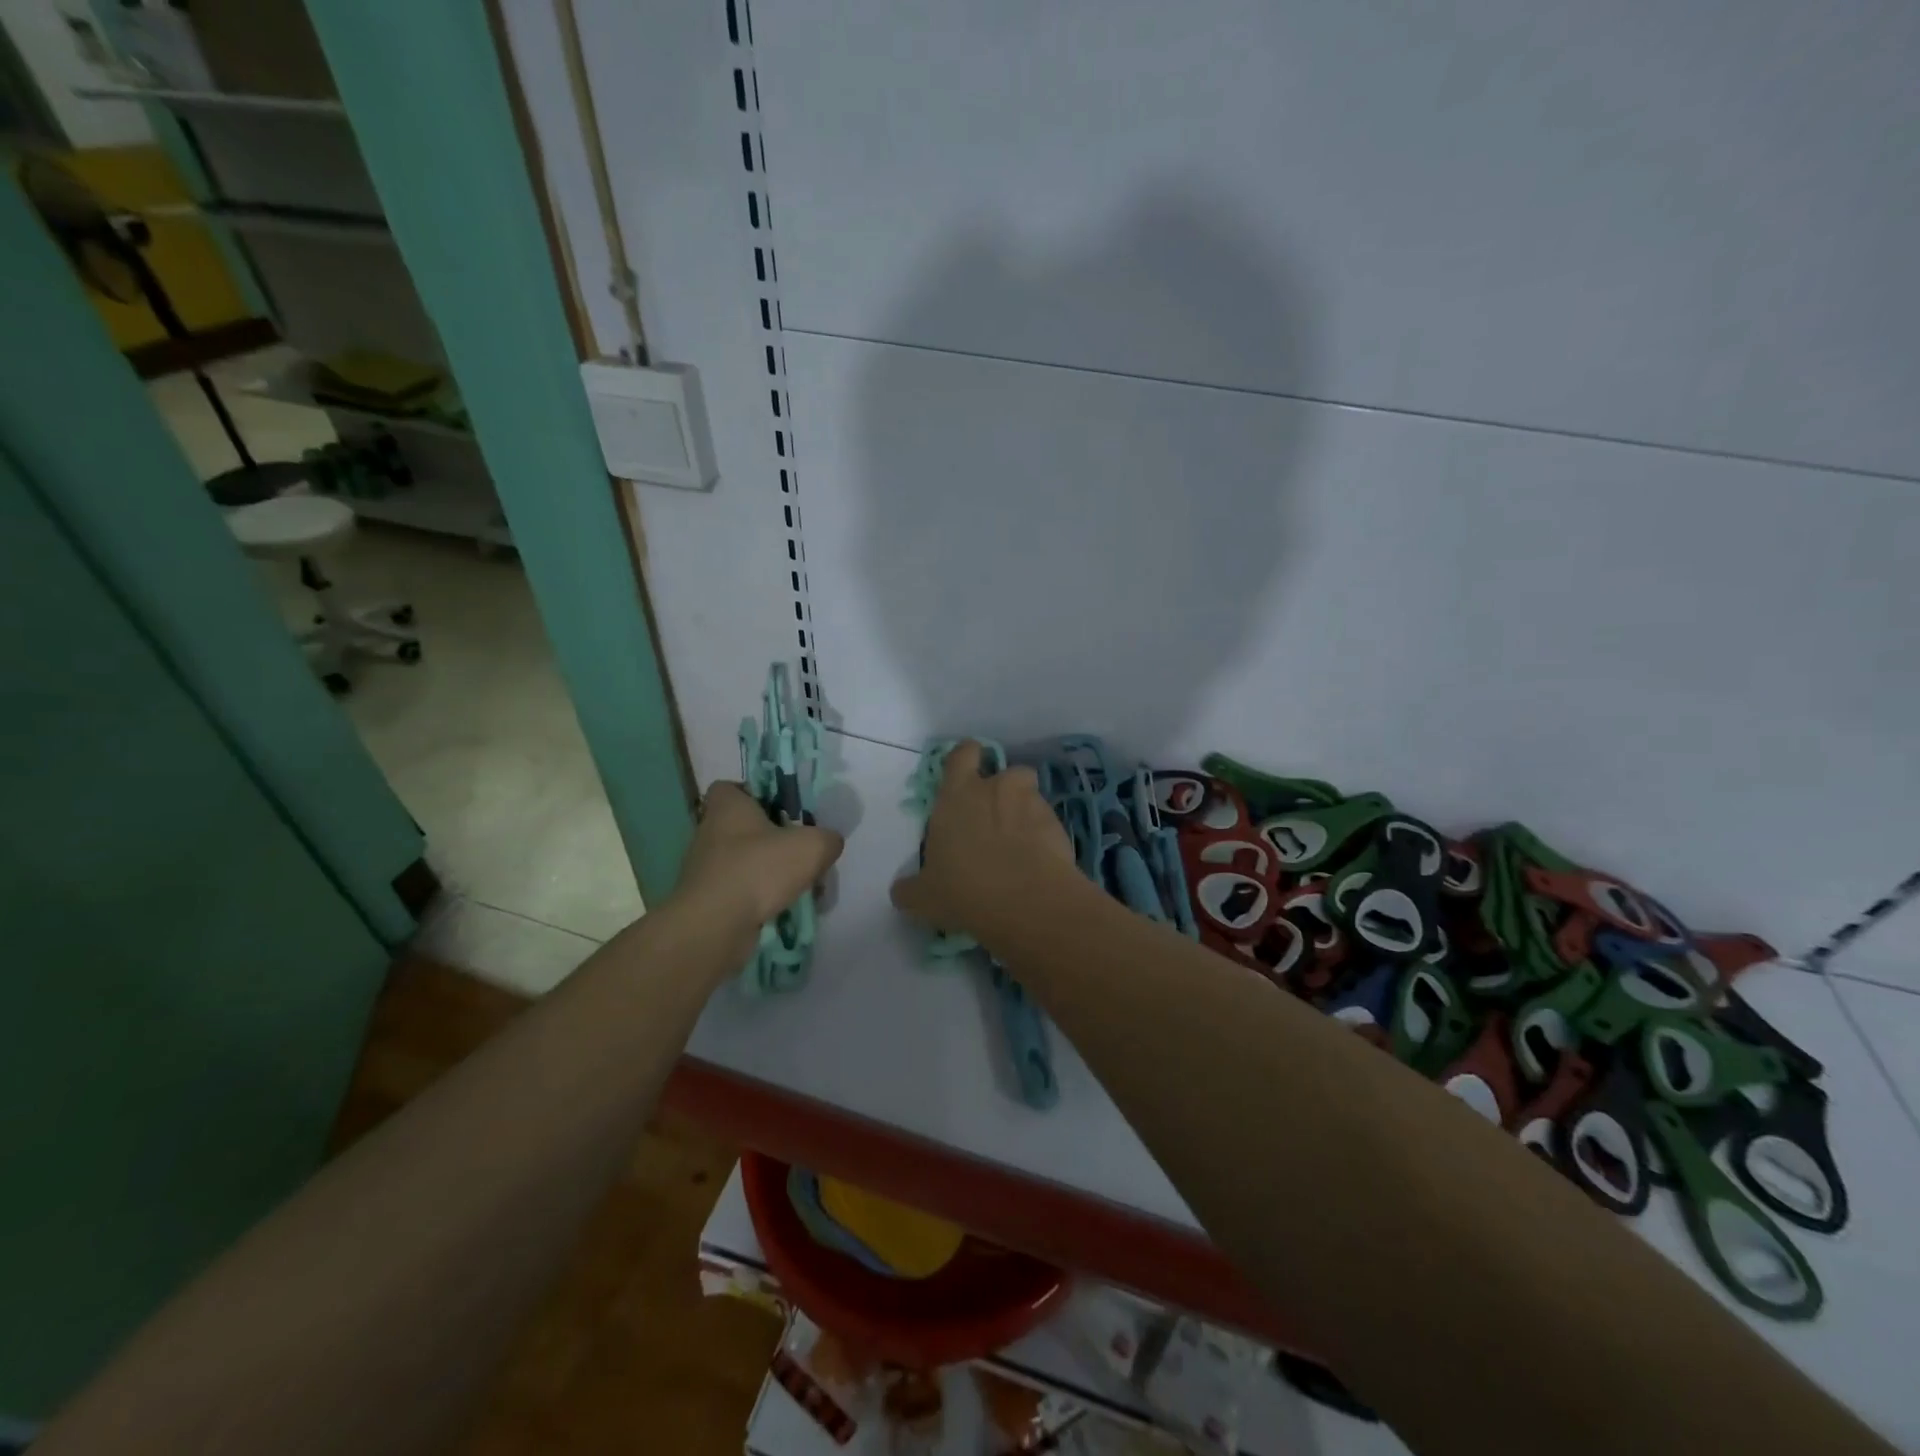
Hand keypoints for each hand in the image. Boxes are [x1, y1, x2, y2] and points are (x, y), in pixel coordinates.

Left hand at [674, 781, 843, 927]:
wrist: (715, 926)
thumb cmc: (759, 870)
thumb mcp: (812, 846)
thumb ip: (827, 839)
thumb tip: (828, 843)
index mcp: (727, 807)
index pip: (732, 788)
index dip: (756, 794)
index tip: (782, 809)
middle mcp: (709, 832)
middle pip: (743, 827)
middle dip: (771, 838)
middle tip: (800, 850)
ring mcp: (705, 869)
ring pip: (743, 861)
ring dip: (767, 871)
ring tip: (798, 885)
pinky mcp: (707, 900)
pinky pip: (739, 891)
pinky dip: (758, 898)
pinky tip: (783, 908)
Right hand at [890, 741, 1077, 944]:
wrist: (1028, 903)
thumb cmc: (965, 891)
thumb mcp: (924, 898)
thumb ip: (910, 888)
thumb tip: (901, 890)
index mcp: (957, 795)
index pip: (963, 753)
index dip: (967, 759)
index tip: (966, 777)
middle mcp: (996, 789)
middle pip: (1005, 772)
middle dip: (1003, 789)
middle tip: (994, 819)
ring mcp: (1031, 803)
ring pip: (1030, 795)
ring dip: (1025, 811)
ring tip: (1020, 843)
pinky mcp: (1059, 825)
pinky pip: (1048, 823)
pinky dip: (1043, 836)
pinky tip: (1037, 862)